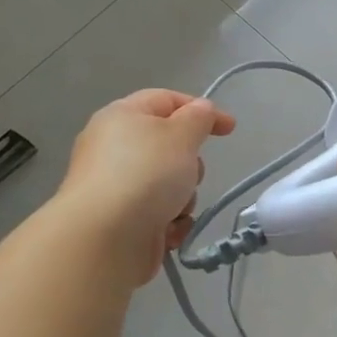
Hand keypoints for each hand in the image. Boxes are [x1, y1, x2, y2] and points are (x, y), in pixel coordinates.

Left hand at [61, 90, 235, 284]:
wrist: (106, 236)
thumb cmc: (146, 174)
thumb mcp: (182, 134)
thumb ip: (199, 117)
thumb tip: (201, 110)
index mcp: (122, 116)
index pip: (167, 99)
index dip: (201, 110)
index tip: (230, 129)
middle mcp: (114, 147)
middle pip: (169, 145)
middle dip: (190, 163)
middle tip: (190, 173)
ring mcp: (116, 185)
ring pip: (169, 182)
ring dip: (183, 196)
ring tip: (175, 208)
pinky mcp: (120, 218)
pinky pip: (159, 212)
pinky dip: (169, 220)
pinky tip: (168, 229)